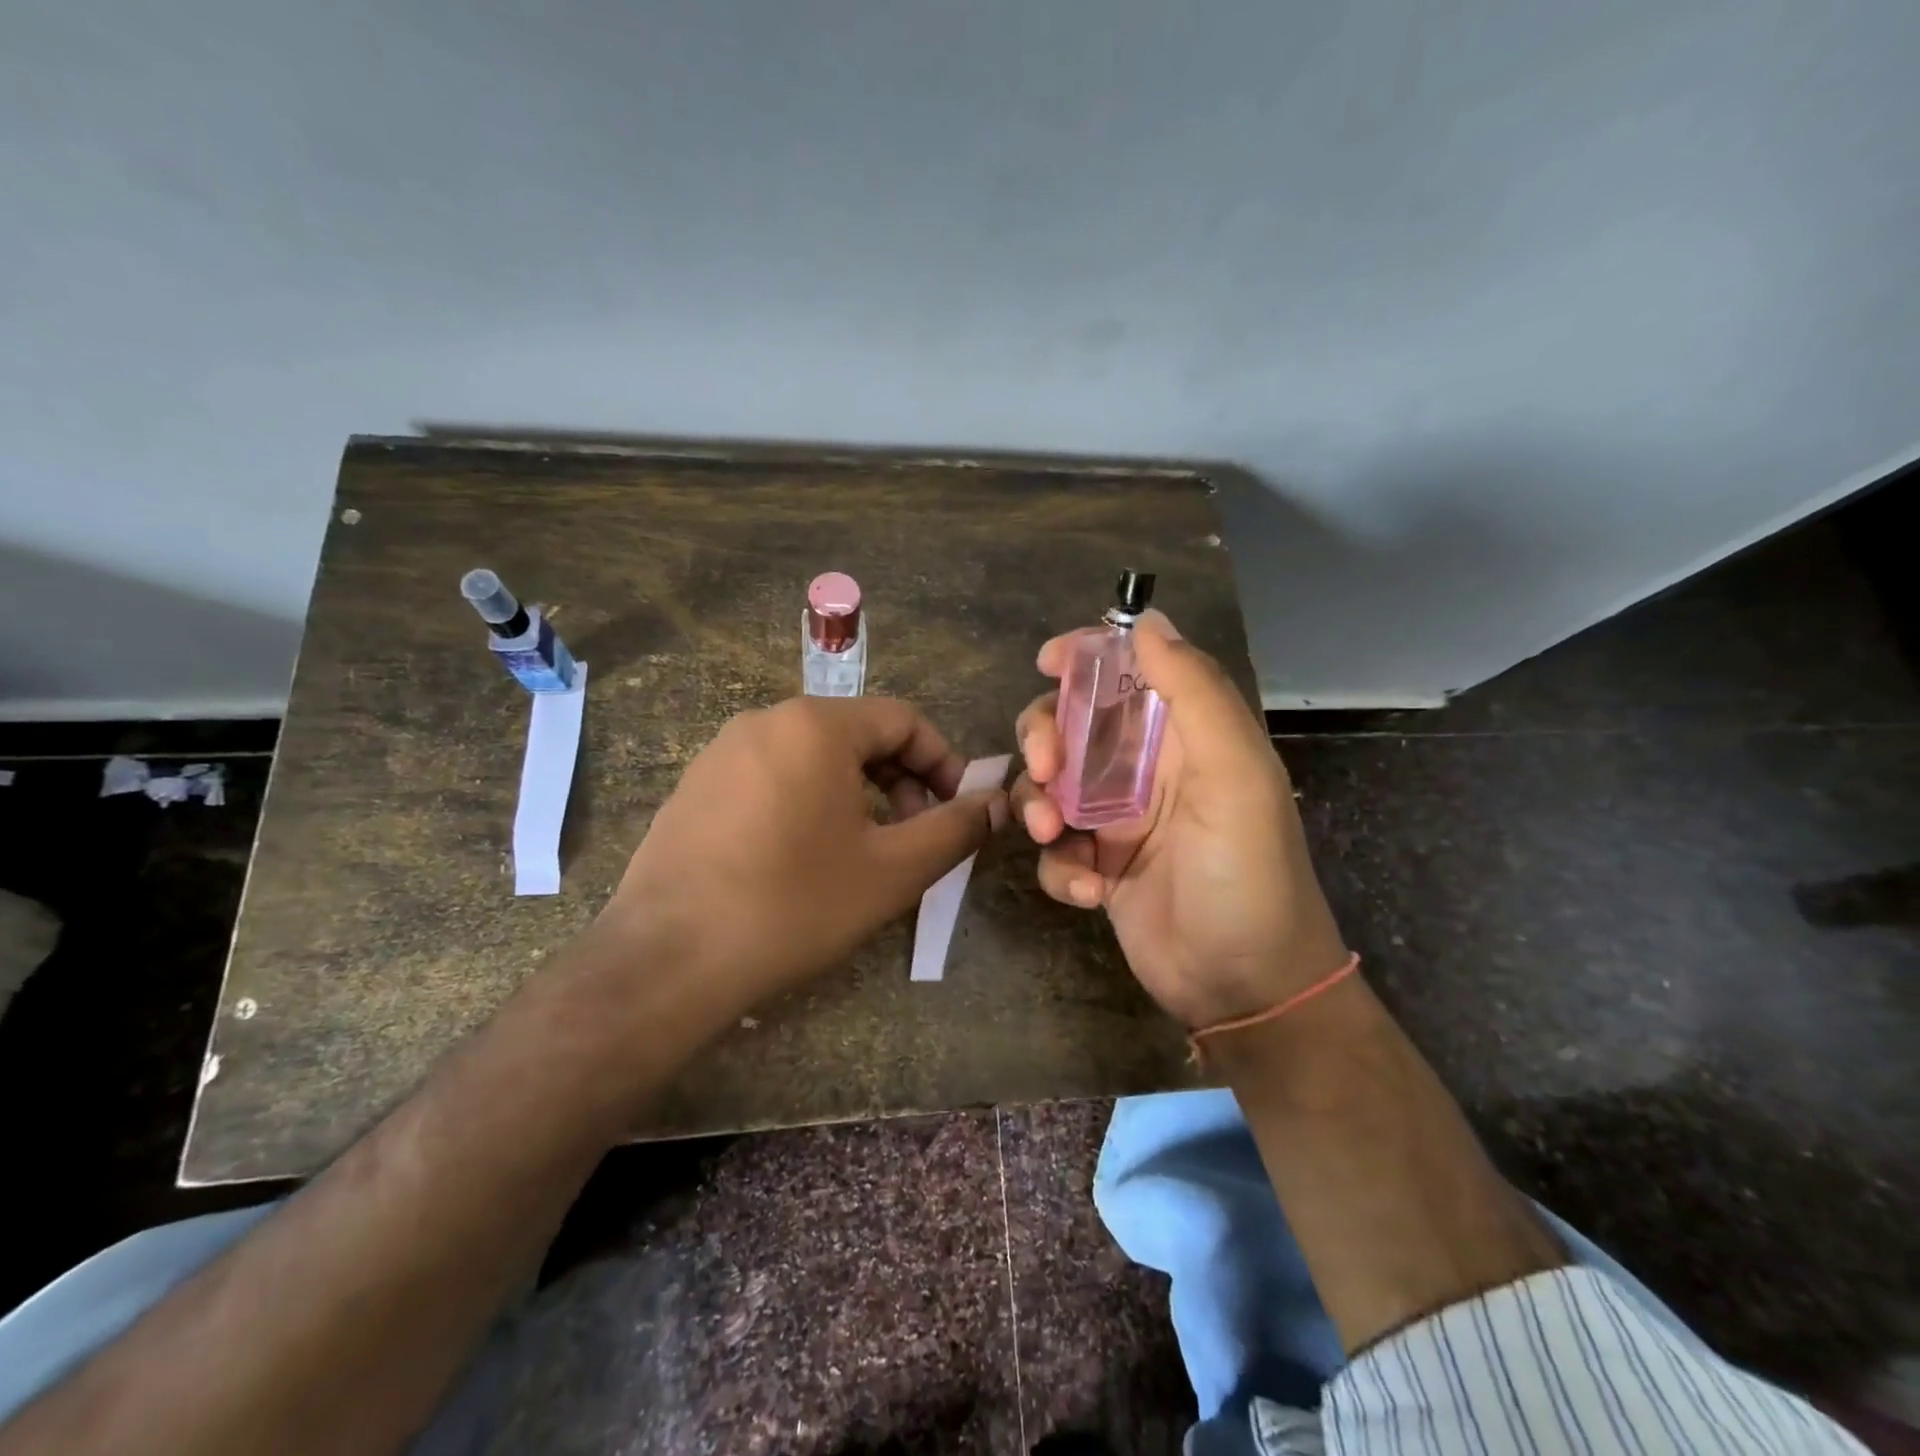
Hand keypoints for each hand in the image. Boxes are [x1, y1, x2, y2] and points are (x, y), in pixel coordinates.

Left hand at [601, 696, 1006, 1019]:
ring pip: (814, 757)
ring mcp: (721, 752)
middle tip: (914, 836)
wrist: (666, 960)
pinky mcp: (695, 787)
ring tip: (865, 850)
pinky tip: (804, 858)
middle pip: (857, 734)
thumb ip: (954, 829)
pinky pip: (772, 776)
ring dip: (857, 794)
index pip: (903, 719)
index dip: (944, 761)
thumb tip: (996, 803)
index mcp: (815, 725)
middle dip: (900, 780)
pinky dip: (809, 802)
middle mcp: (765, 720)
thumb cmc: (793, 905)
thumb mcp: (893, 871)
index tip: (959, 809)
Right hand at [1011, 611, 1347, 1028]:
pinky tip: (1089, 894)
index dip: (1086, 657)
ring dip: (1038, 804)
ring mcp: (1116, 821)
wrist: (1246, 987)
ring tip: (1051, 836)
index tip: (1046, 660)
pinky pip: (1053, 850)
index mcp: (1183, 737)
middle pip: (1069, 725)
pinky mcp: (1096, 867)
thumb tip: (1147, 621)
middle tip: (1045, 768)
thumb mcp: (1235, 776)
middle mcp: (1144, 770)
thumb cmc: (1247, 873)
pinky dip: (1059, 868)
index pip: (1129, 673)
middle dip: (1044, 737)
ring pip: (1048, 786)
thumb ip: (1195, 692)